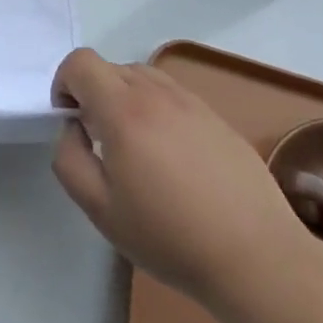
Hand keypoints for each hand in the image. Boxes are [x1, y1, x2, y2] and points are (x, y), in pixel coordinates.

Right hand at [51, 48, 308, 306]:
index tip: (71, 121)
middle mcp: (157, 94)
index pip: (80, 62)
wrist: (258, 259)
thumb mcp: (99, 208)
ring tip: (135, 145)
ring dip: (125, 98)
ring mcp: (192, 103)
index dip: (64, 84)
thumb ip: (69, 158)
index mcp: (123, 110)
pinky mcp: (218, 119)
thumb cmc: (169, 236)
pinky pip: (173, 96)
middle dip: (93, 93)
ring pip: (143, 76)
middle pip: (110, 67)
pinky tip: (172, 157)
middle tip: (100, 139)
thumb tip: (73, 129)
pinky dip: (157, 110)